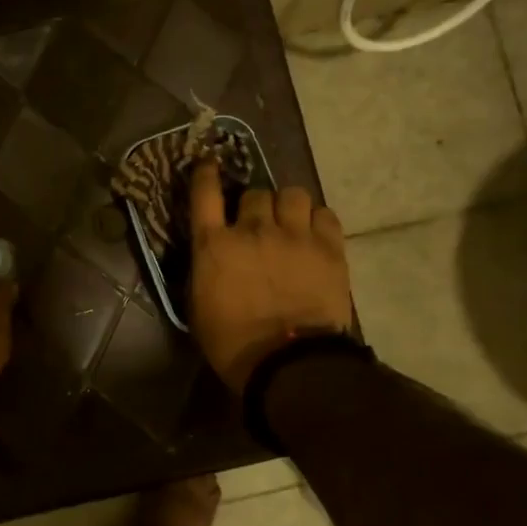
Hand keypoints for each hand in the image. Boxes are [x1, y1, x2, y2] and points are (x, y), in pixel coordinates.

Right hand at [188, 162, 351, 392]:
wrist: (289, 363)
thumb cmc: (233, 342)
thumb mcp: (198, 305)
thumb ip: (204, 268)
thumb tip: (210, 254)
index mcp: (214, 245)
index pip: (205, 193)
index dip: (206, 173)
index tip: (209, 162)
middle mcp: (252, 230)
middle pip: (255, 193)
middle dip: (254, 206)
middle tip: (259, 223)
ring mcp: (293, 235)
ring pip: (292, 194)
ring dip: (287, 206)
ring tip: (291, 222)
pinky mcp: (328, 247)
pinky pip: (325, 213)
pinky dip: (317, 220)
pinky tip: (315, 234)